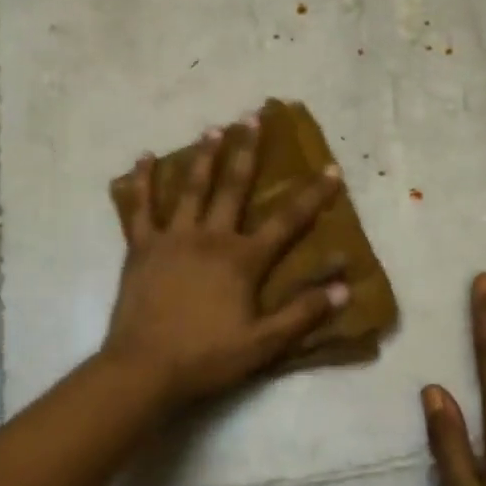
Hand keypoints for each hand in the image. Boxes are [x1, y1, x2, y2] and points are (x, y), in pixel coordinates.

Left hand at [102, 113, 347, 409]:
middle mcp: (210, 237)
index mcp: (242, 259)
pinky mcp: (141, 247)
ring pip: (191, 187)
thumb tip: (344, 287)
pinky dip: (142, 181)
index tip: (330, 169)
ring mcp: (172, 237)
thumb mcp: (264, 343)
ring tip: (213, 128)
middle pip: (233, 186)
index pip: (286, 221)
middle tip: (252, 116)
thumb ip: (303, 313)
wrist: (144, 368)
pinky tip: (144, 157)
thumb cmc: (207, 357)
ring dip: (203, 155)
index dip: (311, 195)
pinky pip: (140, 207)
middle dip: (247, 150)